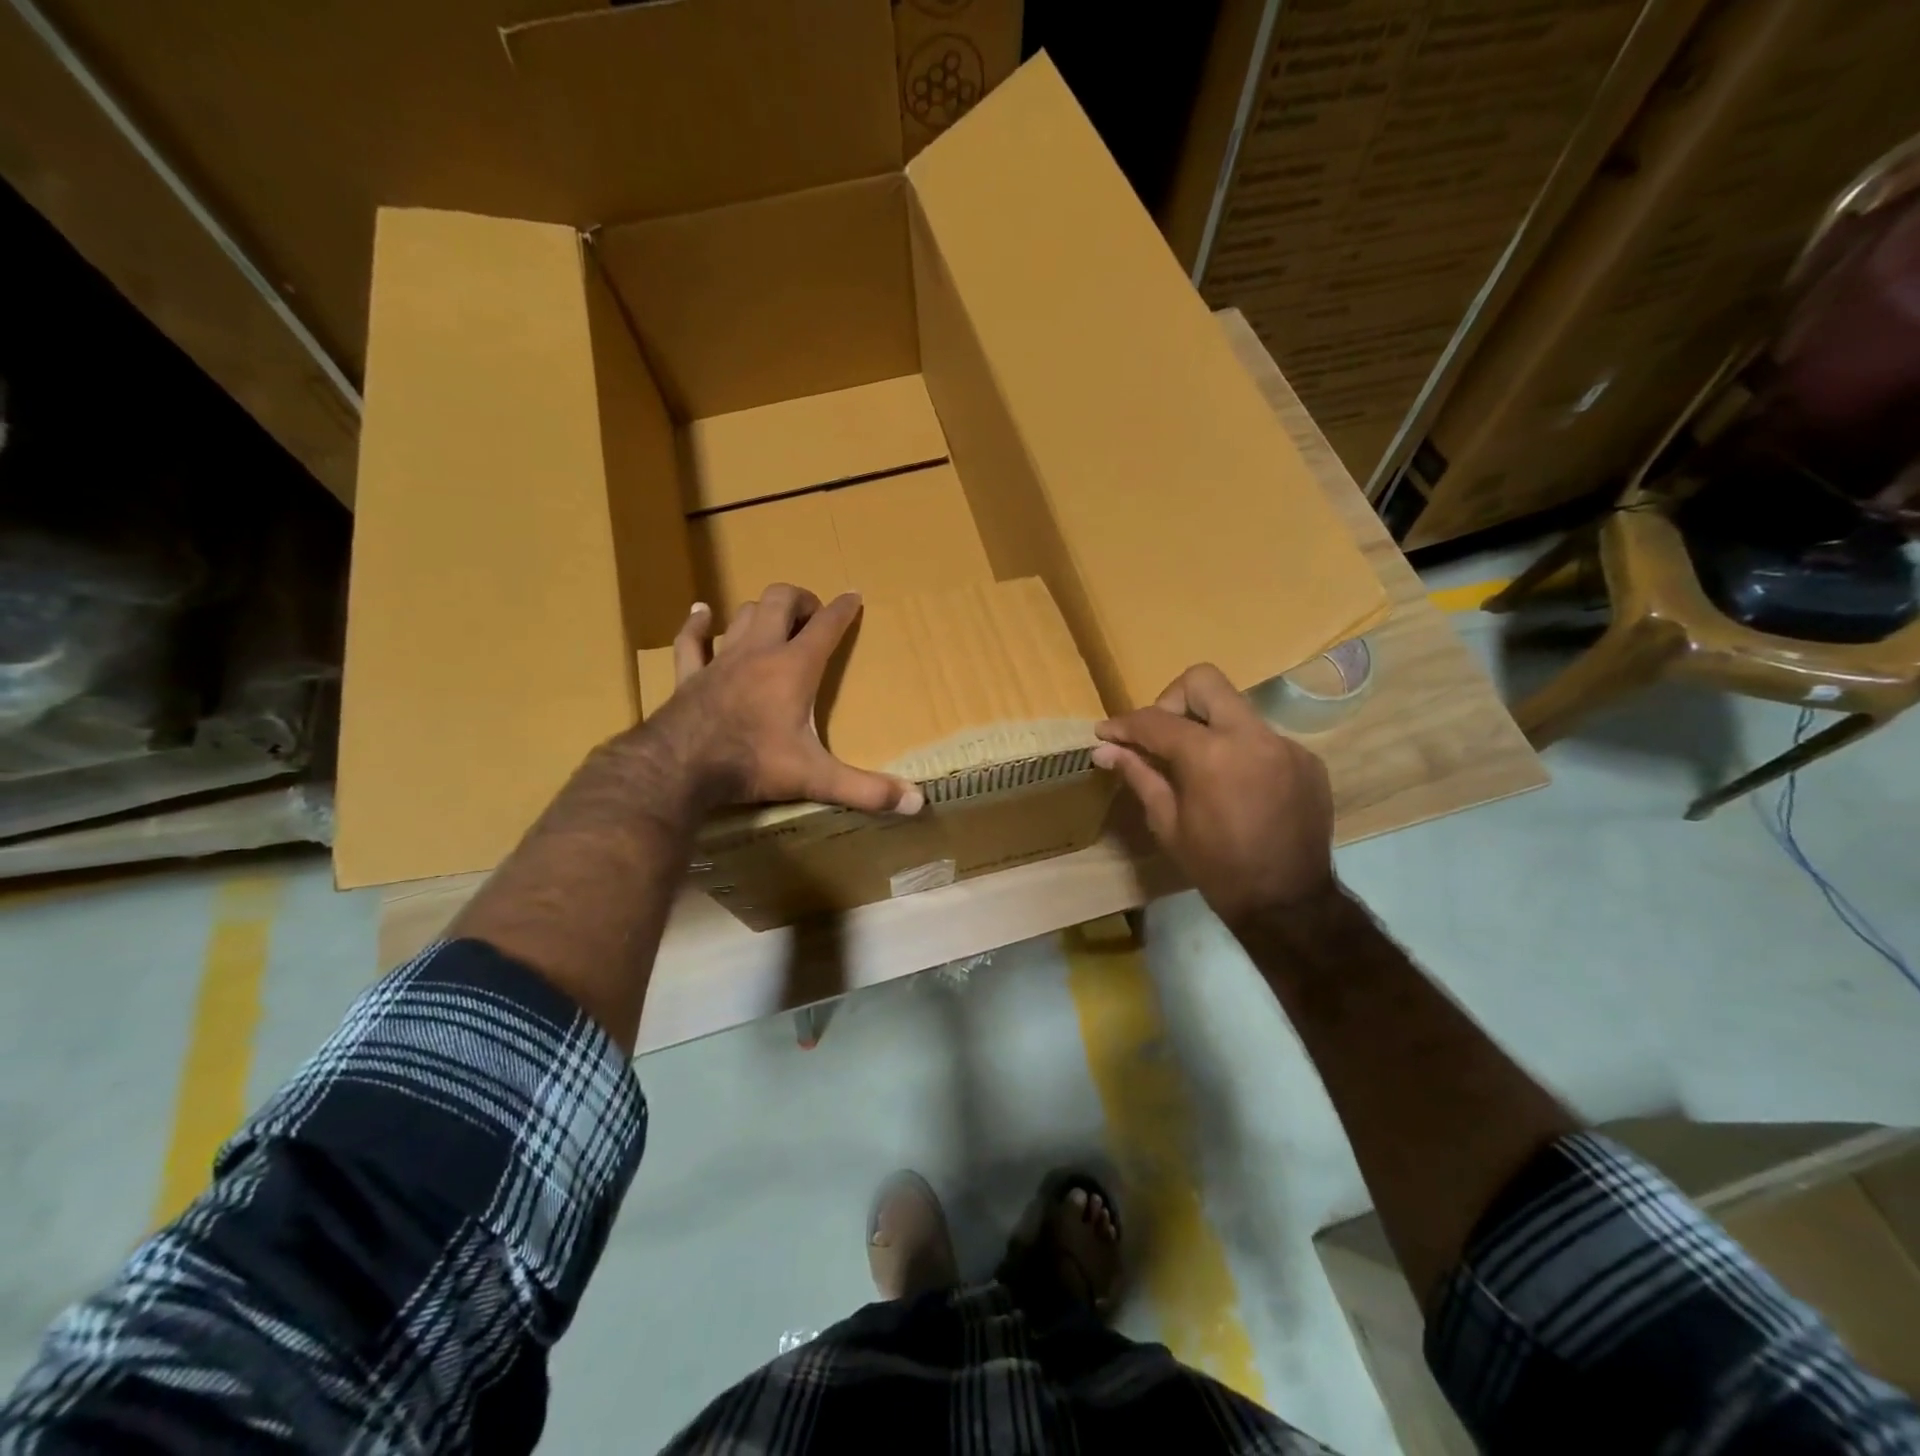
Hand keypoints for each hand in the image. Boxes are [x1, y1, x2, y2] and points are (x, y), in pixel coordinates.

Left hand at [650, 584, 923, 815]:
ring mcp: (720, 660)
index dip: (843, 609)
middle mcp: (759, 652)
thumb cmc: (753, 764)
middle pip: (779, 601)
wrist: (679, 768)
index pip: (826, 626)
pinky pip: (690, 641)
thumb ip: (866, 790)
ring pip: (741, 615)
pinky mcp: (689, 676)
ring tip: (772, 618)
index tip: (854, 596)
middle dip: (800, 599)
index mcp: (794, 668)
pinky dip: (697, 626)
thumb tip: (917, 803)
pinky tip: (700, 614)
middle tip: (812, 614)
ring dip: (759, 611)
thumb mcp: (816, 778)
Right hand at [1092, 663, 1333, 926]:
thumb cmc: (1217, 868)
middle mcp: (1252, 736)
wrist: (1288, 903)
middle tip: (1160, 735)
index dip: (1124, 724)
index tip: (1106, 733)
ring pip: (1235, 709)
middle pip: (1203, 681)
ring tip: (1197, 767)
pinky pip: (1262, 737)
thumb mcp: (1168, 823)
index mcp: (1211, 755)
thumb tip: (1105, 749)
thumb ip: (1139, 775)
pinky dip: (1239, 750)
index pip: (1156, 720)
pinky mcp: (1306, 759)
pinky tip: (1234, 786)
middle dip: (1172, 700)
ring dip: (1208, 727)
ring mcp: (1285, 745)